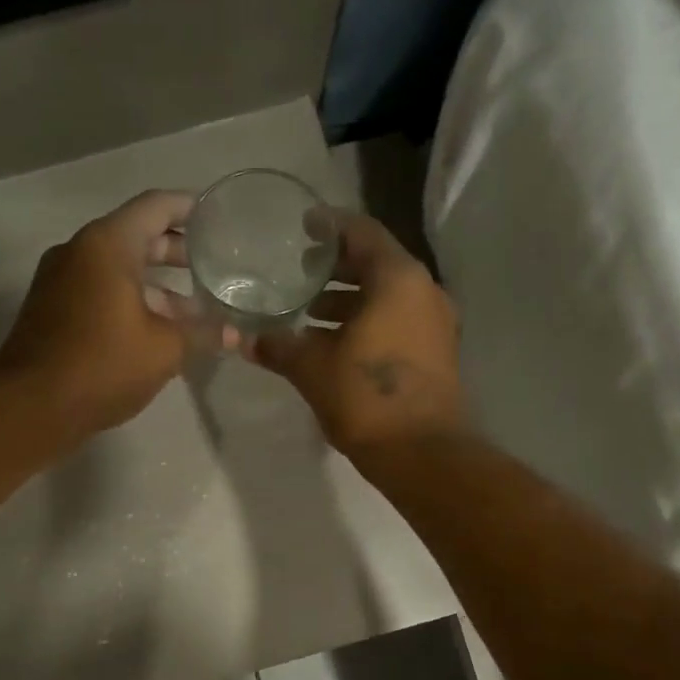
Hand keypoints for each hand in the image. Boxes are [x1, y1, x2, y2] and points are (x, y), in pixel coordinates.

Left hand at [0, 191, 198, 438]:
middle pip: (135, 236)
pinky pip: (99, 291)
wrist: (31, 406)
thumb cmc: (103, 365)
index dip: (189, 208)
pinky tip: (157, 330)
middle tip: (212, 264)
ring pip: (117, 269)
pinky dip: (130, 300)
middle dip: (175, 251)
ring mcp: (60, 281)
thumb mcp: (165, 349)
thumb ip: (203, 334)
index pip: (155, 207)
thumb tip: (236, 334)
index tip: (217, 218)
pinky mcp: (52, 310)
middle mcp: (79, 251)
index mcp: (107, 245)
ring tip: (194, 308)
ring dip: (155, 285)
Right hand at [249, 212, 463, 458]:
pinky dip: (367, 321)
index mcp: (397, 279)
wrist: (422, 453)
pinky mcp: (436, 352)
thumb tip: (243, 340)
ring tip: (309, 311)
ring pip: (387, 295)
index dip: (329, 226)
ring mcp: (435, 322)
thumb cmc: (365, 397)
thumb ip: (278, 347)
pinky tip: (334, 342)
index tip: (302, 227)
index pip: (361, 232)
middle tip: (298, 271)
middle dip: (335, 267)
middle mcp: (423, 291)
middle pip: (375, 263)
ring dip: (349, 299)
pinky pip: (397, 320)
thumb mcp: (311, 368)